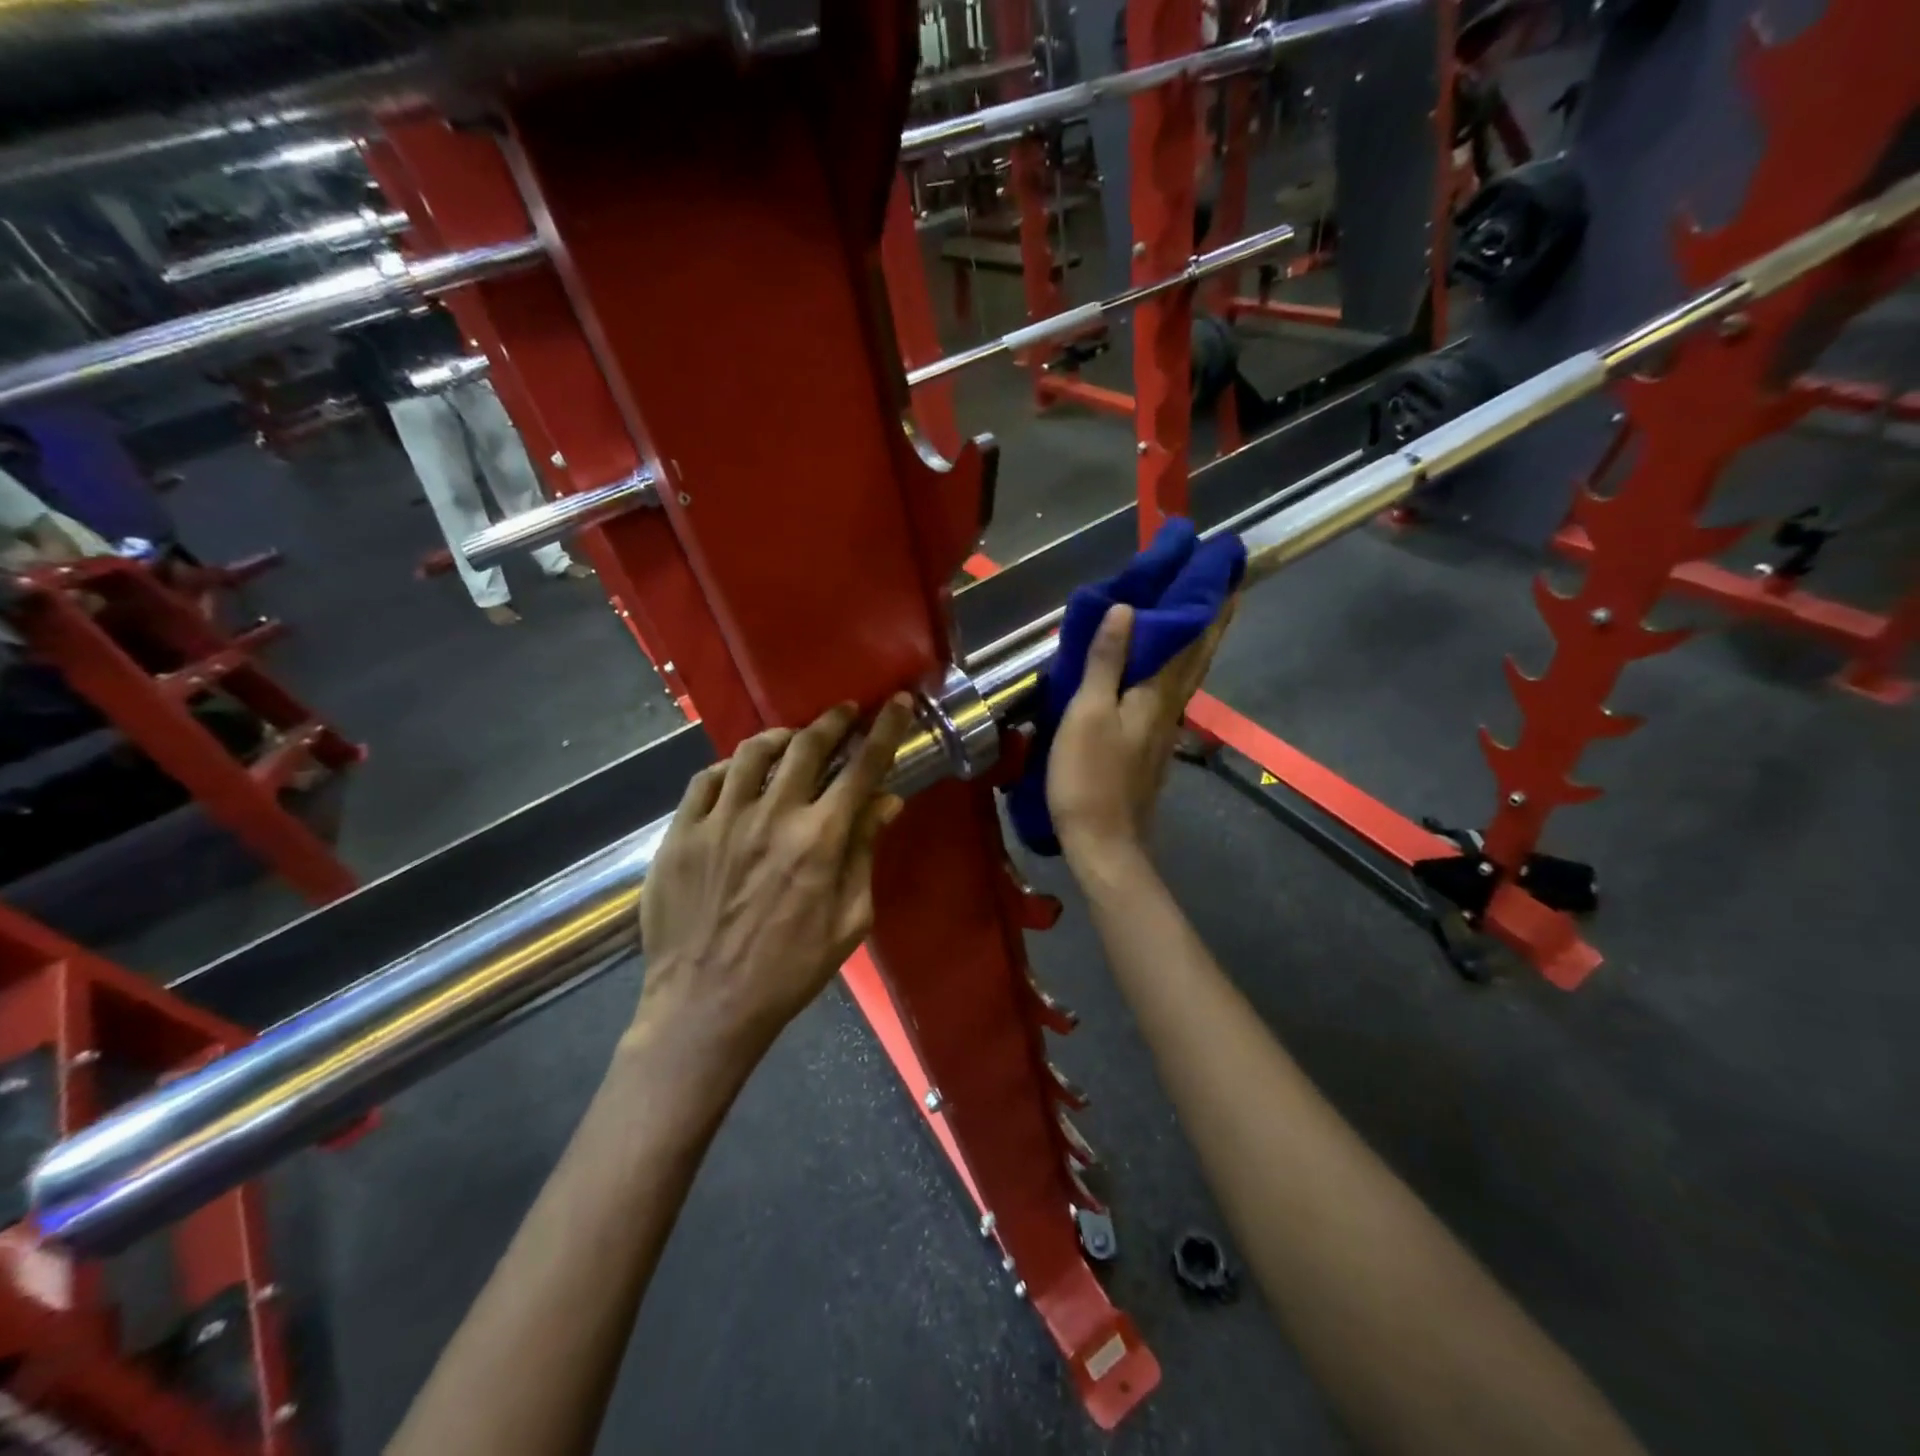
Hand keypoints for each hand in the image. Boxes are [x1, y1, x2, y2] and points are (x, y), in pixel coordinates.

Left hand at [636, 696, 913, 1052]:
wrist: (706, 1006)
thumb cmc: (789, 971)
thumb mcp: (849, 921)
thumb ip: (866, 853)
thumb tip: (887, 800)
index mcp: (820, 839)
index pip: (863, 767)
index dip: (885, 729)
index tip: (897, 702)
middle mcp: (772, 816)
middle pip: (808, 745)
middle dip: (833, 721)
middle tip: (844, 713)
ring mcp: (721, 820)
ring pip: (754, 752)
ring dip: (782, 736)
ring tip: (793, 740)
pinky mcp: (681, 832)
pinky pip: (707, 778)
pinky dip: (732, 766)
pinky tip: (740, 774)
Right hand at [1047, 600, 1233, 863]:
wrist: (1102, 842)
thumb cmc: (1089, 776)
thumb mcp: (1088, 714)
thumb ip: (1106, 662)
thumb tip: (1128, 608)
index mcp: (1157, 694)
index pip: (1190, 639)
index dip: (1206, 605)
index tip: (1225, 571)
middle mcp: (1170, 707)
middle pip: (1197, 657)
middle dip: (1212, 620)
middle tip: (1225, 586)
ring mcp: (1163, 730)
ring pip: (1187, 677)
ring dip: (1196, 644)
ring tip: (1197, 617)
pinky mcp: (1150, 748)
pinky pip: (1169, 694)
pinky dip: (1174, 670)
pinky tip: (1164, 671)